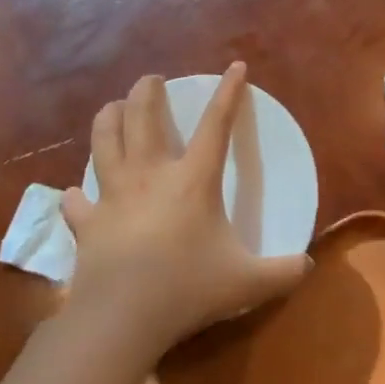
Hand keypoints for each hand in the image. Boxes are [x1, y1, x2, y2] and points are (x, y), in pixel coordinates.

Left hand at [61, 64, 309, 359]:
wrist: (122, 317)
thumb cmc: (188, 289)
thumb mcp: (248, 283)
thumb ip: (283, 272)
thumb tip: (309, 266)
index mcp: (192, 180)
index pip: (216, 124)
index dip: (229, 92)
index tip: (235, 66)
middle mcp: (150, 175)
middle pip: (142, 116)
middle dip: (147, 91)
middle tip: (151, 81)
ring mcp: (113, 195)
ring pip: (103, 141)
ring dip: (107, 118)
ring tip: (112, 108)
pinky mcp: (86, 223)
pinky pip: (75, 201)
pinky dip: (75, 195)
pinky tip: (75, 194)